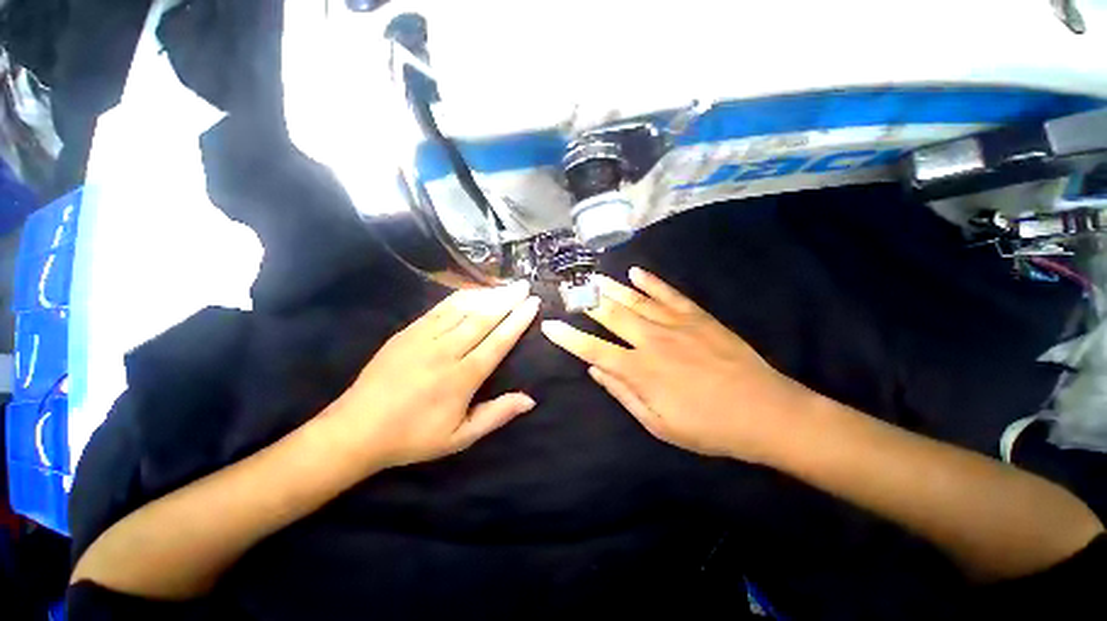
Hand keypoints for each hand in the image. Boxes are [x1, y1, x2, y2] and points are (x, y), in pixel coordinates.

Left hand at [326, 281, 540, 469]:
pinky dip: (461, 297)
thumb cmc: (413, 436)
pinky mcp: (408, 331)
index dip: (518, 321)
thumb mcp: (460, 437)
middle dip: (508, 300)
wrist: (357, 429)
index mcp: (462, 377)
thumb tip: (530, 399)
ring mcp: (425, 337)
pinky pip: (440, 308)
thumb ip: (496, 415)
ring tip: (505, 285)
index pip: (498, 341)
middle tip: (525, 285)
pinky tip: (473, 291)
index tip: (533, 303)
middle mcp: (446, 351)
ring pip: (463, 309)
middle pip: (484, 318)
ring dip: (488, 294)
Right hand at [541, 268, 811, 463]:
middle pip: (611, 315)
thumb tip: (595, 370)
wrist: (765, 412)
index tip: (550, 325)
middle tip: (568, 290)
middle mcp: (652, 341)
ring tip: (593, 278)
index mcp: (640, 370)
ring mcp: (675, 324)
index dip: (568, 337)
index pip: (593, 349)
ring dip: (611, 288)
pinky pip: (669, 294)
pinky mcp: (697, 316)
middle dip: (585, 302)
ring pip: (635, 300)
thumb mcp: (658, 424)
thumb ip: (623, 393)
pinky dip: (651, 281)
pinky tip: (636, 272)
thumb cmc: (708, 427)